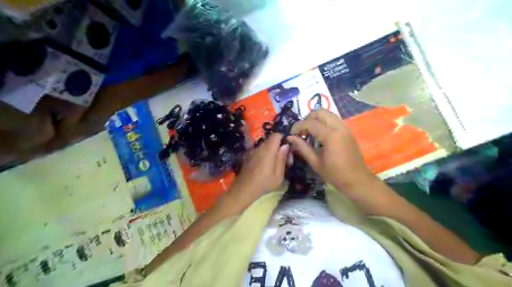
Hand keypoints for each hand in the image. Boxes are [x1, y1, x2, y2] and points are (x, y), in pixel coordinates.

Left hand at [230, 133, 289, 200]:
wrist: (244, 189)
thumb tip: (286, 146)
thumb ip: (282, 159)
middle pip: (271, 141)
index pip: (276, 135)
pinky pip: (259, 151)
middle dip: (278, 147)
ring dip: (271, 151)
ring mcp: (253, 151)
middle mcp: (260, 147)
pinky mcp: (249, 156)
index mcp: (268, 150)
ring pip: (265, 146)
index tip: (287, 149)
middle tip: (283, 159)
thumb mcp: (278, 175)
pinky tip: (265, 166)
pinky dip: (264, 155)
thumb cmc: (264, 183)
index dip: (283, 139)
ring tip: (274, 164)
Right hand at [287, 109, 374, 189]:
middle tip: (302, 131)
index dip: (298, 126)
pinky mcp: (347, 130)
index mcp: (331, 136)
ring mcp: (345, 127)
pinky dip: (324, 122)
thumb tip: (290, 138)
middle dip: (308, 119)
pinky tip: (320, 135)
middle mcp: (339, 127)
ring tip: (310, 132)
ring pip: (327, 113)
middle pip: (320, 112)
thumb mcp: (315, 162)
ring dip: (316, 119)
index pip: (310, 122)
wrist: (357, 180)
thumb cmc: (335, 174)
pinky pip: (333, 119)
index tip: (292, 135)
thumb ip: (302, 147)